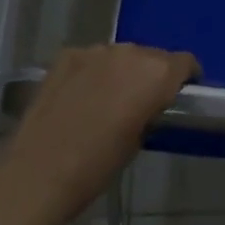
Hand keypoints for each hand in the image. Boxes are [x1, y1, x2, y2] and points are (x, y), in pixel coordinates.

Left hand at [0, 43, 198, 224]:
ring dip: (122, 71)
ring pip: (120, 55)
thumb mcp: (137, 142)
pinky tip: (81, 96)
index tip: (181, 93)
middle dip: (152, 74)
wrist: (38, 174)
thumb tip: (149, 104)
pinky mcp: (67, 55)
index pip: (185, 62)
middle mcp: (129, 52)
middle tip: (143, 101)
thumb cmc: (96, 167)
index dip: (186, 77)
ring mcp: (95, 50)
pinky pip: (91, 59)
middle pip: (152, 55)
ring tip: (109, 99)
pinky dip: (93, 72)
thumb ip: (150, 111)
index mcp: (155, 74)